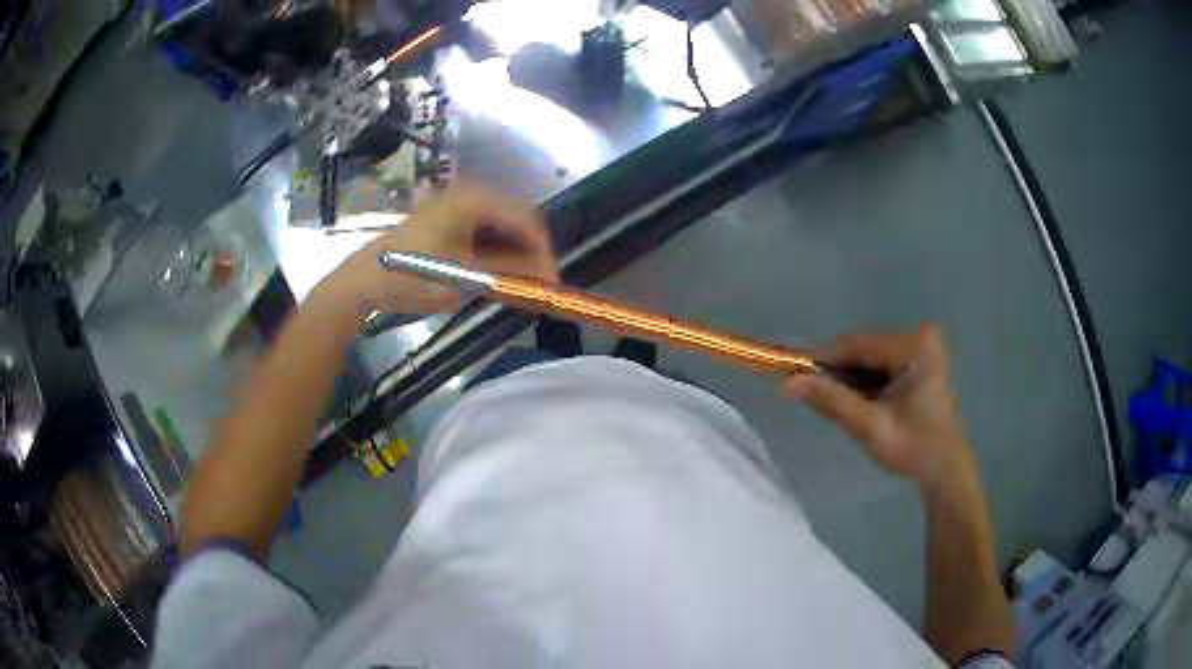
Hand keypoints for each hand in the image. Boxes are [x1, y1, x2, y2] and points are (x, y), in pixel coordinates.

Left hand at [319, 181, 556, 316]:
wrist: (364, 279)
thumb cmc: (412, 276)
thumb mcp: (465, 278)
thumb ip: (511, 273)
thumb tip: (549, 277)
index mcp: (475, 199)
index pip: (527, 221)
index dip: (543, 252)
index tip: (552, 281)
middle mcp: (469, 192)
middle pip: (516, 220)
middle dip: (529, 253)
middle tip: (536, 285)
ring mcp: (456, 202)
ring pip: (501, 225)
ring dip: (512, 253)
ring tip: (517, 283)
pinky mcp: (447, 214)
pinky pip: (483, 229)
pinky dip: (494, 250)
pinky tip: (494, 272)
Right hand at [785, 324, 974, 488]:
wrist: (945, 469)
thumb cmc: (914, 450)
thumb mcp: (870, 427)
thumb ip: (832, 401)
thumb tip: (787, 384)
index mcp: (914, 347)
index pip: (856, 345)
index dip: (821, 359)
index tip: (789, 376)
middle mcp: (918, 337)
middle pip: (862, 349)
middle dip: (836, 373)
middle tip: (810, 397)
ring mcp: (919, 347)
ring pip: (867, 358)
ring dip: (848, 379)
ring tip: (836, 406)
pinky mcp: (917, 359)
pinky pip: (878, 364)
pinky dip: (862, 383)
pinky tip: (858, 404)